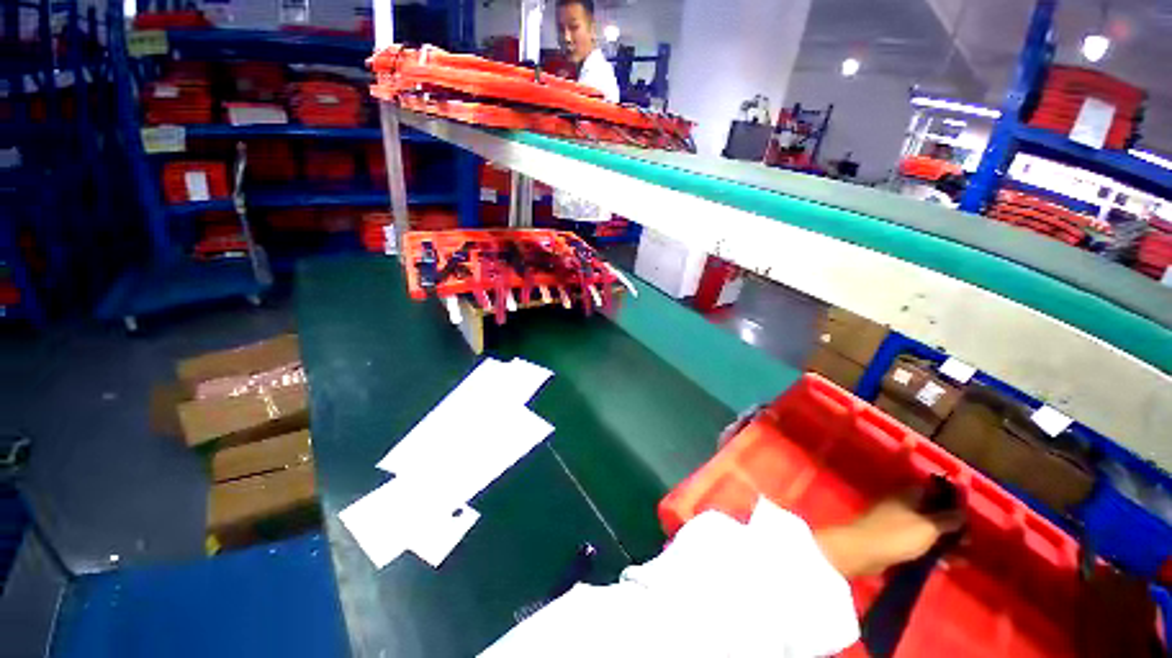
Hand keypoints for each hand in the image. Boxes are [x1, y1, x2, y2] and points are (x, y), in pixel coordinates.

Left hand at [815, 487, 965, 578]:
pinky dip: (933, 552)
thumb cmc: (897, 535)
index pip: (932, 490)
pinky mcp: (893, 541)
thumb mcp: (928, 527)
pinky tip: (948, 565)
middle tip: (969, 540)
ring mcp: (896, 523)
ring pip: (926, 530)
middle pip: (931, 512)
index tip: (967, 513)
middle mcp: (901, 505)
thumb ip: (947, 519)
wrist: (863, 552)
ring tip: (964, 555)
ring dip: (945, 541)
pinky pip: (918, 544)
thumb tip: (962, 512)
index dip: (950, 500)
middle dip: (951, 526)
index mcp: (907, 495)